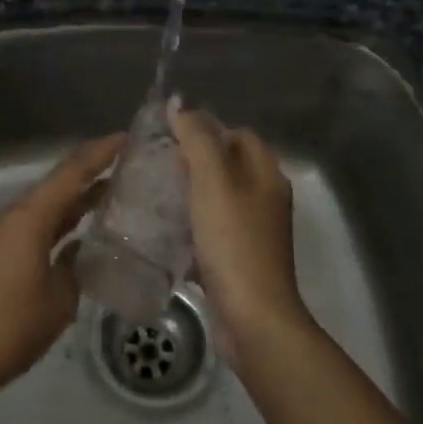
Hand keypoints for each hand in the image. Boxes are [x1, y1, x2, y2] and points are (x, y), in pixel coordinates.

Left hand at [0, 135, 122, 416]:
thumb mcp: (59, 300)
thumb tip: (85, 249)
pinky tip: (82, 233)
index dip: (101, 152)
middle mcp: (15, 216)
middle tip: (132, 167)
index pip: (72, 171)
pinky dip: (62, 222)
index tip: (130, 137)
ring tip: (116, 195)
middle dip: (93, 172)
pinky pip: (36, 225)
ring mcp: (3, 234)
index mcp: (30, 217)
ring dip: (78, 199)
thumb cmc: (9, 327)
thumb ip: (77, 266)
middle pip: (59, 183)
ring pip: (48, 205)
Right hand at [169, 103, 308, 373]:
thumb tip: (179, 104)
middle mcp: (265, 199)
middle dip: (194, 161)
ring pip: (219, 199)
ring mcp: (254, 232)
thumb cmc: (234, 243)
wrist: (253, 319)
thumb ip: (197, 139)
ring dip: (191, 194)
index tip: (171, 137)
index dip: (207, 129)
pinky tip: (166, 231)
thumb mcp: (213, 182)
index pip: (239, 135)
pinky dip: (192, 225)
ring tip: (155, 194)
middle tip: (157, 165)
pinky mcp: (240, 259)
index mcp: (267, 175)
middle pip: (229, 166)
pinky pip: (213, 230)